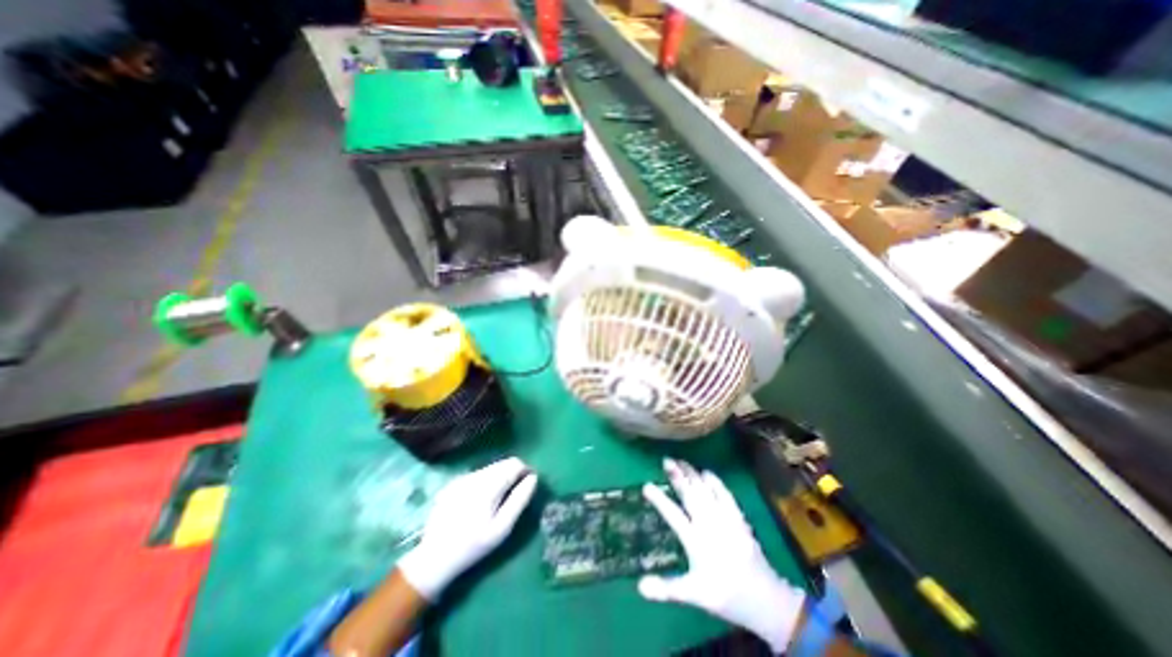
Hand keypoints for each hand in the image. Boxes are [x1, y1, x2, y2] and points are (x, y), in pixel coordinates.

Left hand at [395, 456, 535, 600]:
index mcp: (488, 485)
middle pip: (503, 463)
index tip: (528, 486)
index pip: (515, 464)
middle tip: (514, 495)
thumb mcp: (502, 528)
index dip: (526, 471)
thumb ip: (519, 500)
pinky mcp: (453, 483)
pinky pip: (478, 474)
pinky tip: (481, 501)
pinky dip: (486, 481)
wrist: (434, 558)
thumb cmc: (473, 546)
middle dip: (513, 474)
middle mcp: (475, 475)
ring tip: (499, 499)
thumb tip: (533, 478)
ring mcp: (462, 478)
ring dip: (500, 477)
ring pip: (490, 468)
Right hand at [640, 460, 806, 654]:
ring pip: (706, 490)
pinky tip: (707, 472)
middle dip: (677, 476)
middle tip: (666, 460)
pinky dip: (715, 482)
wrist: (764, 599)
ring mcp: (725, 518)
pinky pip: (725, 494)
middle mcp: (709, 524)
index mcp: (695, 540)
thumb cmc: (725, 595)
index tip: (646, 485)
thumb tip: (639, 587)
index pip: (673, 515)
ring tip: (681, 461)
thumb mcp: (693, 595)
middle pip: (690, 494)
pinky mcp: (737, 517)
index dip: (659, 500)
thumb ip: (666, 589)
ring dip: (693, 474)